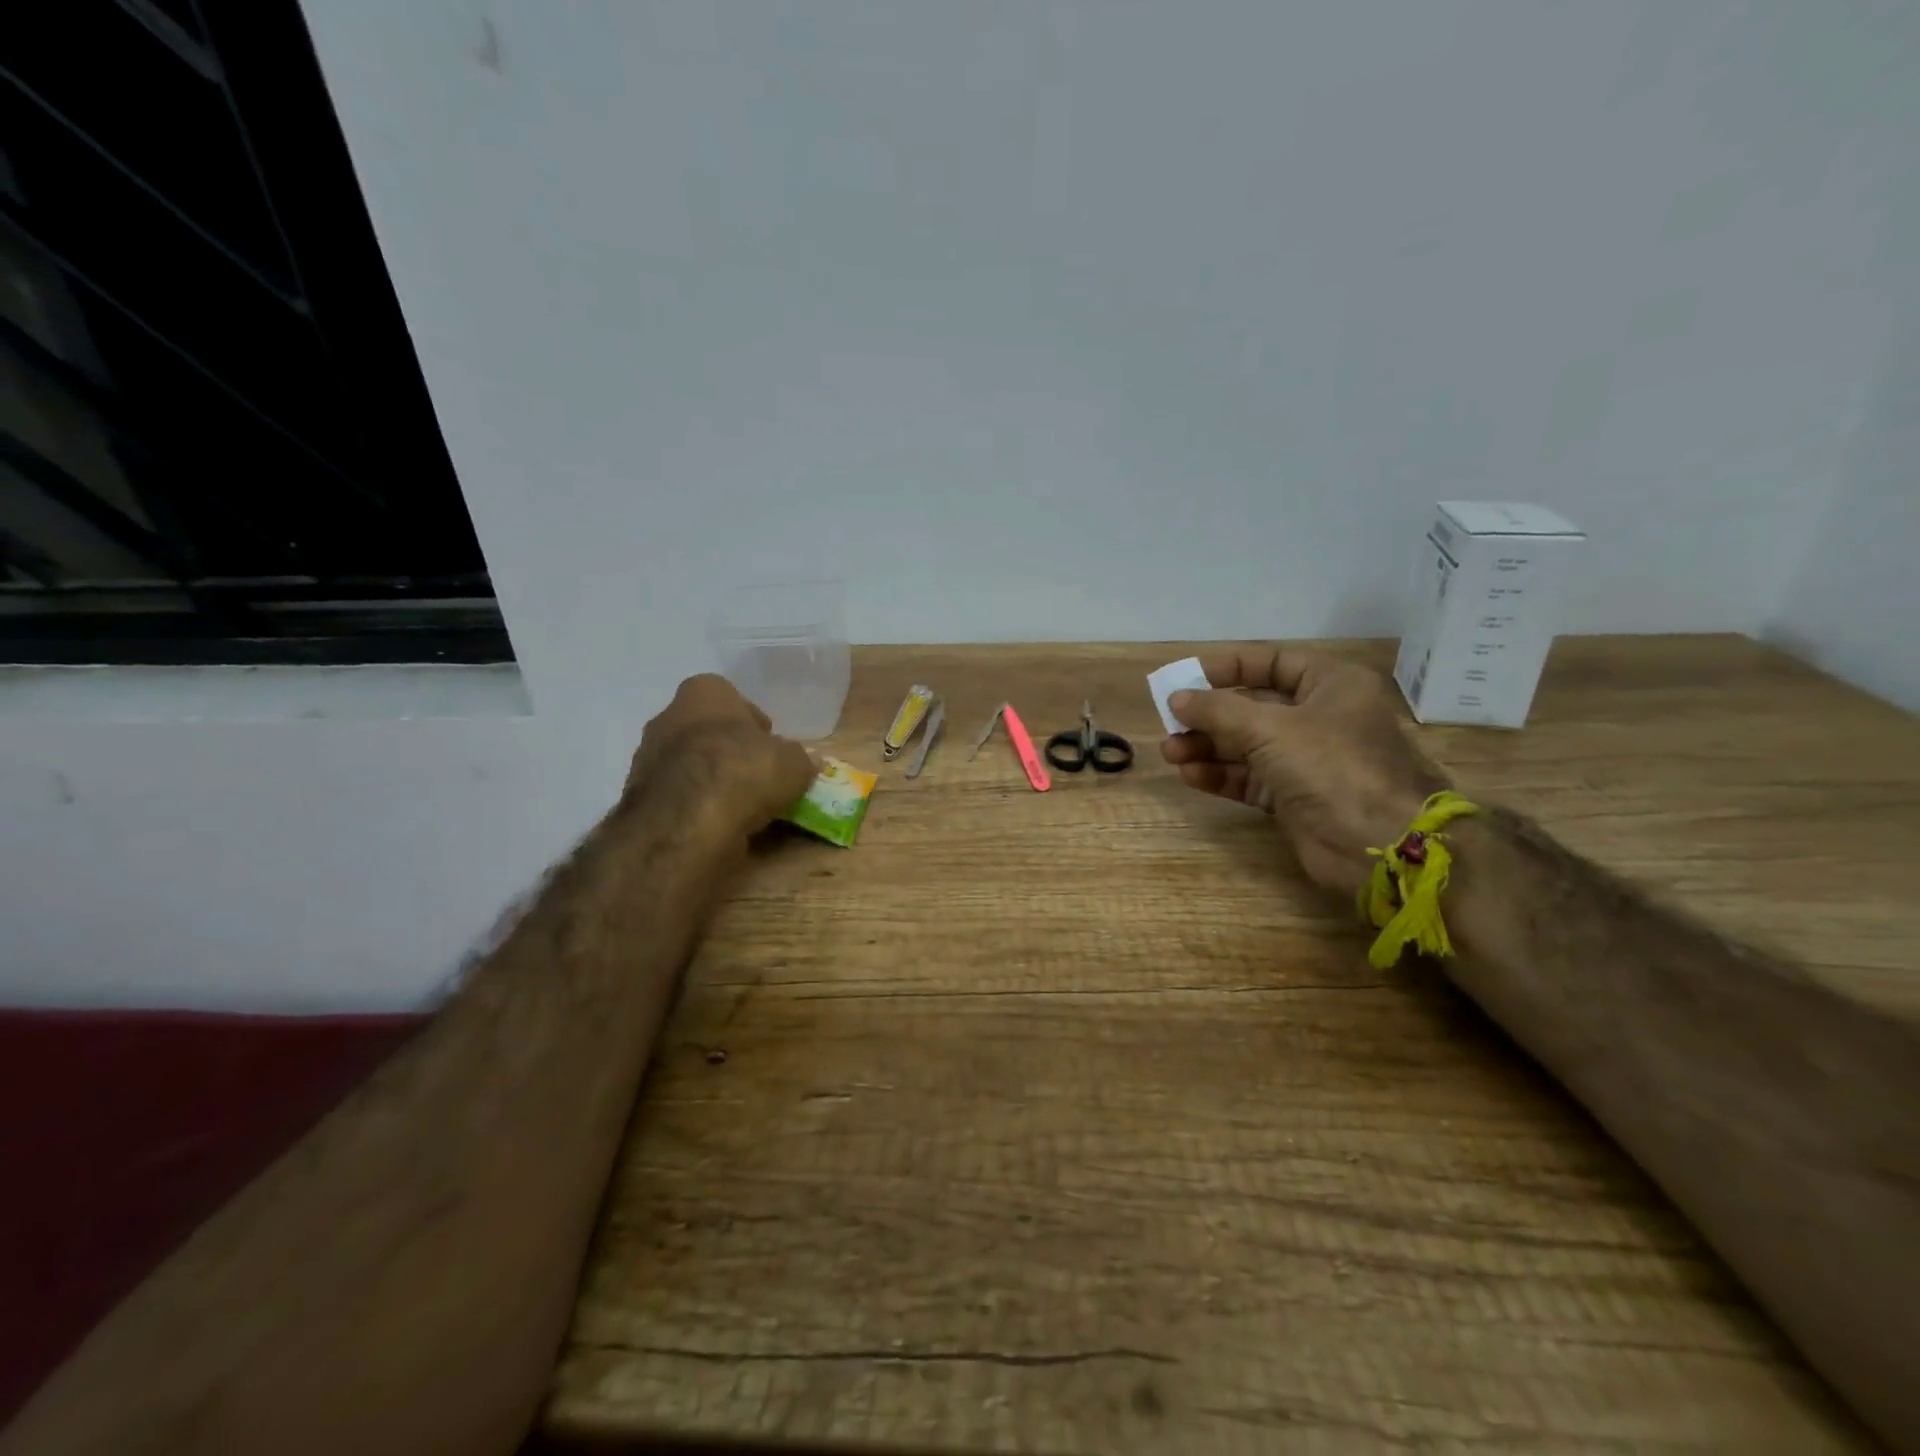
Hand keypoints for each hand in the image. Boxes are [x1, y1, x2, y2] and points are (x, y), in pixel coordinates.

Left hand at [628, 675, 815, 830]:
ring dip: (709, 779)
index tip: (768, 746)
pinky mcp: (638, 796)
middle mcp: (667, 716)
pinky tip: (717, 822)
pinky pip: (676, 795)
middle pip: (705, 730)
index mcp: (704, 692)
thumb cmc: (745, 769)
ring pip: (687, 763)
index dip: (751, 722)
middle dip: (728, 750)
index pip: (729, 697)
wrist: (688, 820)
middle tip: (756, 775)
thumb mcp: (793, 763)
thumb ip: (800, 759)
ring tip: (740, 805)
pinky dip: (694, 806)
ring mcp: (646, 756)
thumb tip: (808, 762)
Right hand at [1161, 649, 1449, 895]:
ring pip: (1246, 745)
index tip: (1186, 678)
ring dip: (1207, 747)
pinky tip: (1191, 775)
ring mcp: (1307, 760)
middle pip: (1253, 707)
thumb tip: (1176, 698)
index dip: (1228, 668)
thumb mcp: (1269, 728)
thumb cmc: (1331, 767)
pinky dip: (1220, 775)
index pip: (1273, 663)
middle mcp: (1320, 718)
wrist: (1378, 844)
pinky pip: (1249, 778)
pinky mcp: (1294, 797)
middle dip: (1209, 716)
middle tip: (1170, 723)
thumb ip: (1218, 710)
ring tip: (1171, 753)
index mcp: (1331, 685)